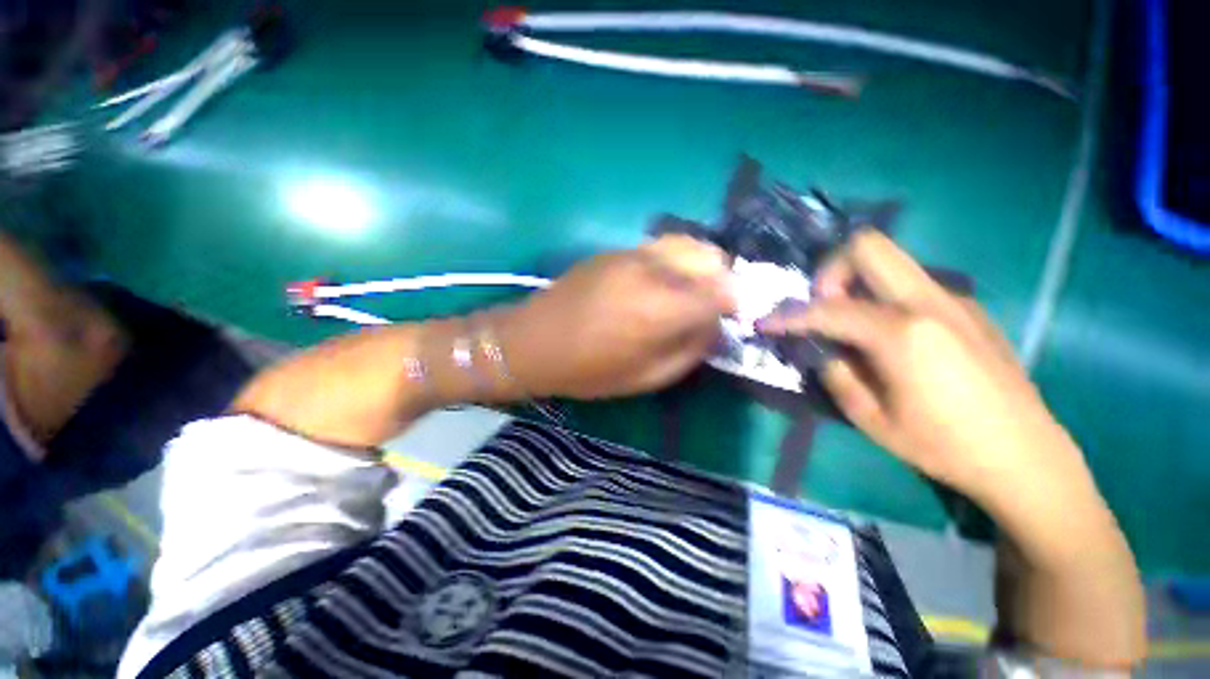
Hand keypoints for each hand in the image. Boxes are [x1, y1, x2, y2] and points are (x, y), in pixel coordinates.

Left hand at [499, 235, 734, 399]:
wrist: (532, 341)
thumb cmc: (587, 370)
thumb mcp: (646, 377)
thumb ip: (690, 350)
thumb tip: (714, 327)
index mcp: (661, 308)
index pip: (722, 291)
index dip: (737, 303)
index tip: (734, 317)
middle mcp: (652, 271)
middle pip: (710, 258)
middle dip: (721, 280)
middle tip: (711, 306)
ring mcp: (631, 255)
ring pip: (687, 243)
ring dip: (700, 265)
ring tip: (690, 290)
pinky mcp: (615, 251)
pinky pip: (660, 246)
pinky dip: (675, 260)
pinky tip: (660, 282)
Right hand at [756, 231, 1089, 510]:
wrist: (1026, 456)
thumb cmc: (944, 445)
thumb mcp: (870, 419)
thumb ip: (837, 373)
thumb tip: (823, 349)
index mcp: (903, 333)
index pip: (827, 309)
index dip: (788, 315)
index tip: (765, 323)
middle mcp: (929, 302)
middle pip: (869, 246)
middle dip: (831, 269)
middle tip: (821, 304)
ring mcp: (954, 300)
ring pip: (892, 263)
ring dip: (858, 283)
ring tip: (850, 324)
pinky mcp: (969, 309)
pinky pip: (914, 286)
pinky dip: (886, 298)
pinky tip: (892, 337)